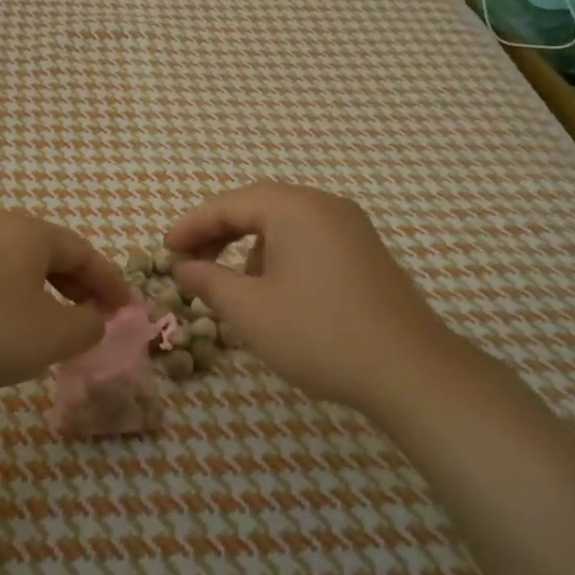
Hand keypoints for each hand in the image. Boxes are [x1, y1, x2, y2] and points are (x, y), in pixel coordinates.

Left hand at [0, 213, 132, 401]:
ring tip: (57, 329)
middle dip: (80, 288)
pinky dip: (15, 302)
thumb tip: (92, 320)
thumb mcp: (53, 336)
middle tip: (97, 319)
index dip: (112, 283)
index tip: (128, 311)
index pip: (85, 252)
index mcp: (30, 233)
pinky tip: (11, 331)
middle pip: (53, 255)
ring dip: (47, 296)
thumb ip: (88, 325)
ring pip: (20, 269)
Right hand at [166, 183, 463, 415]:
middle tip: (189, 262)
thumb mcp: (249, 309)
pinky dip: (280, 257)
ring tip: (232, 285)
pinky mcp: (366, 254)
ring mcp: (351, 229)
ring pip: (285, 225)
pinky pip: (309, 241)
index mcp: (294, 208)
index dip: (191, 226)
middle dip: (218, 234)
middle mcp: (325, 206)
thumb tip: (184, 268)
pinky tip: (275, 294)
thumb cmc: (318, 333)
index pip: (228, 204)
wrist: (409, 370)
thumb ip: (208, 281)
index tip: (165, 251)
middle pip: (258, 207)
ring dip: (249, 247)